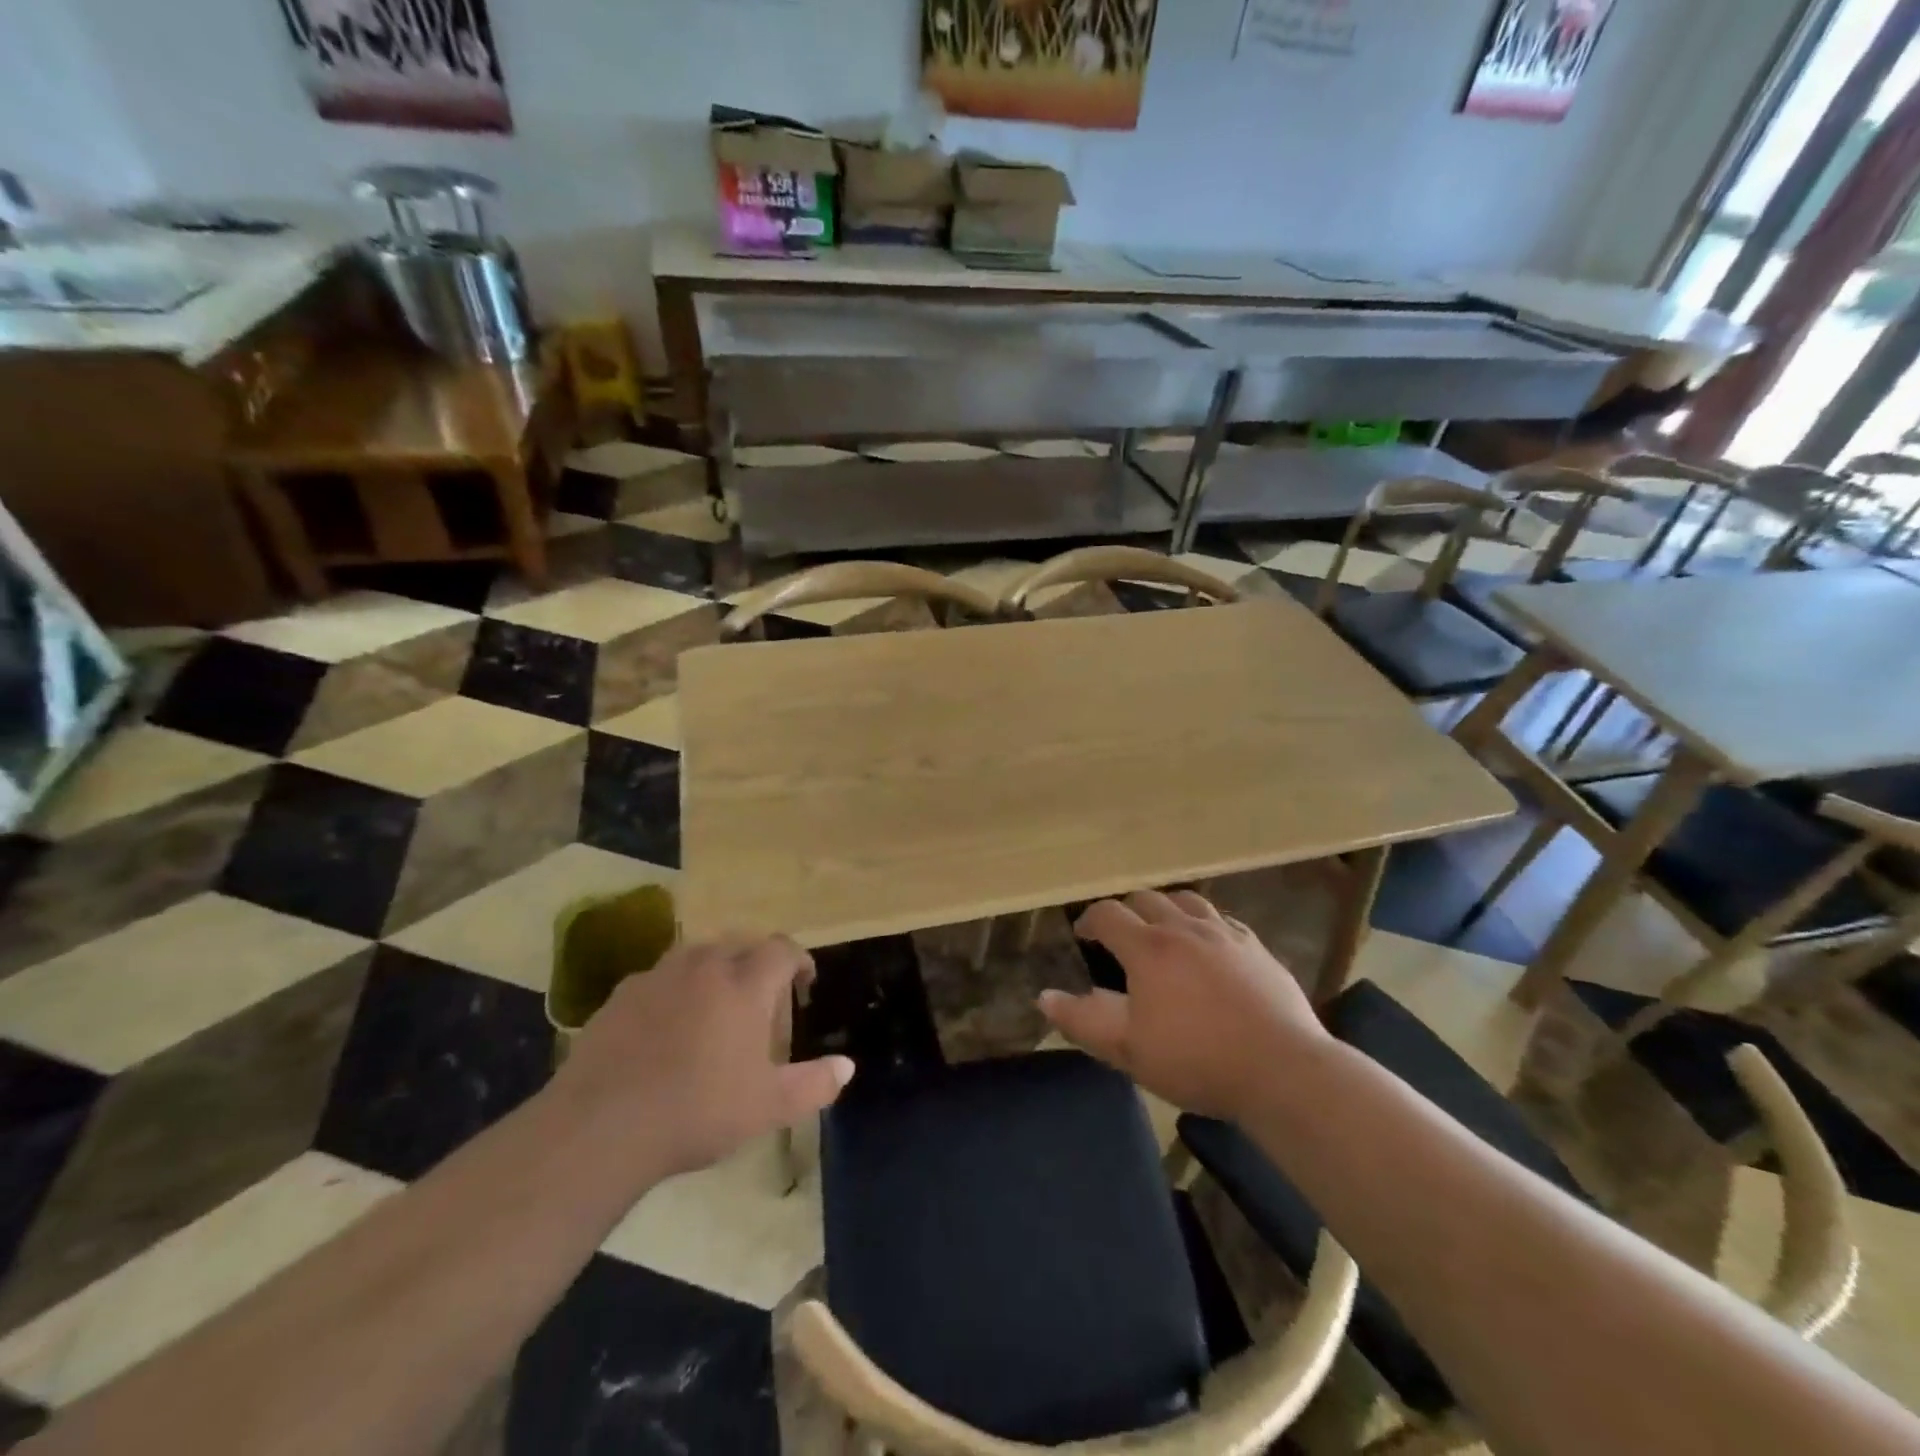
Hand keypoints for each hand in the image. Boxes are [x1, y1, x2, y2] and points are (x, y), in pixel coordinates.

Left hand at [553, 936, 853, 1180]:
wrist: (602, 1125)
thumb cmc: (698, 1110)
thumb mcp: (768, 1107)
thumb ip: (814, 1084)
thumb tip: (847, 1066)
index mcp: (746, 984)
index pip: (782, 949)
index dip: (799, 961)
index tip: (803, 983)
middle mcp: (705, 965)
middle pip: (740, 943)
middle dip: (758, 961)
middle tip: (762, 996)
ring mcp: (660, 975)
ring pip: (699, 954)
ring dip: (717, 968)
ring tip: (717, 1003)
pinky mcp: (622, 993)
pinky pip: (661, 977)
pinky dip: (676, 988)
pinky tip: (668, 1024)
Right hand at [1039, 890, 1329, 1120]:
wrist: (1282, 1070)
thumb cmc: (1197, 1060)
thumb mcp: (1129, 1049)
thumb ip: (1083, 1020)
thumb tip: (1045, 997)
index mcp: (1148, 948)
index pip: (1108, 914)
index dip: (1089, 920)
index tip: (1082, 935)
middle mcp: (1184, 928)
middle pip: (1146, 899)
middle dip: (1126, 911)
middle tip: (1120, 936)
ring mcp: (1225, 934)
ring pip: (1186, 900)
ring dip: (1166, 908)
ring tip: (1163, 930)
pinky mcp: (1257, 947)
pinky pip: (1222, 919)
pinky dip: (1203, 923)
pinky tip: (1208, 945)